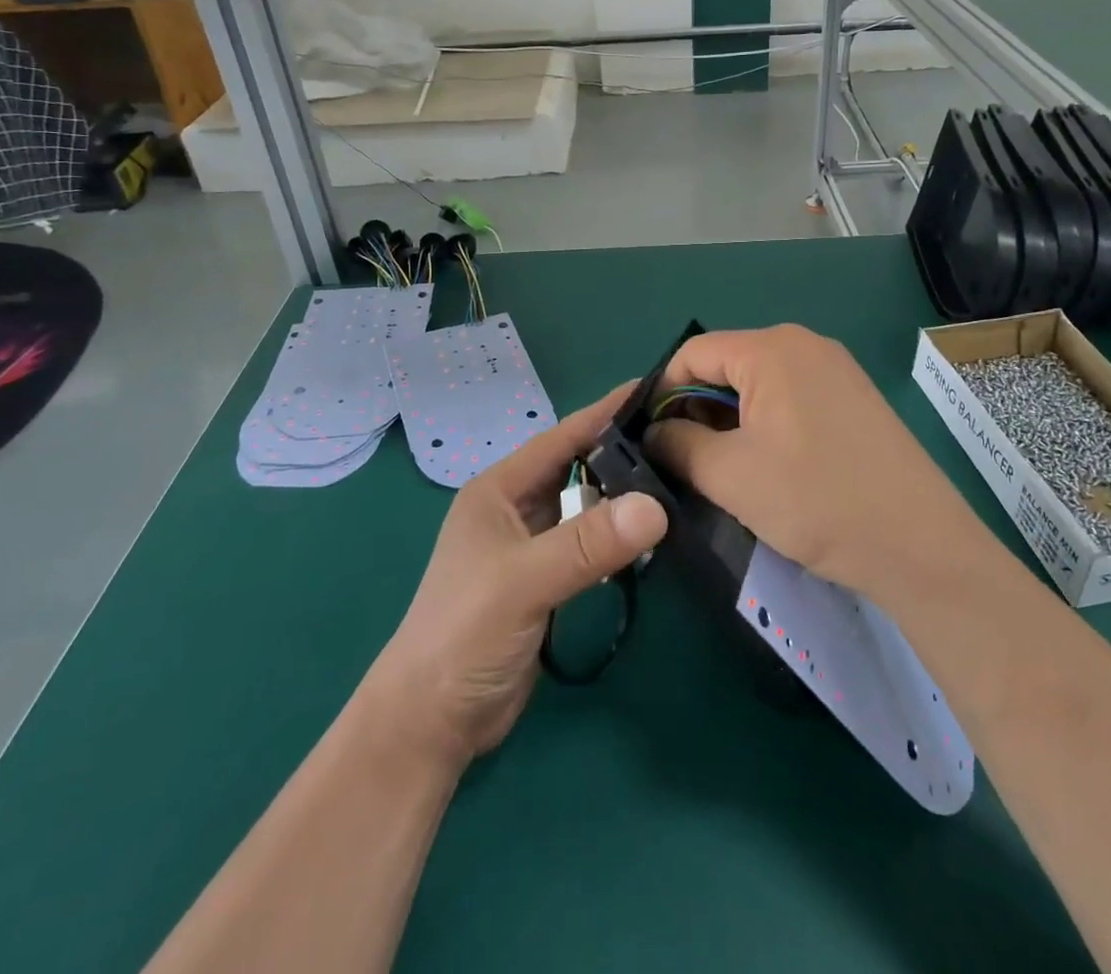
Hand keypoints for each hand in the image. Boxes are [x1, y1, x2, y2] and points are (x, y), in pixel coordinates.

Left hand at [364, 384, 667, 767]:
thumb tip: (656, 506)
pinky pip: (586, 545)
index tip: (650, 390)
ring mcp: (528, 547)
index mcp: (497, 490)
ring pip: (582, 507)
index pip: (559, 438)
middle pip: (574, 468)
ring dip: (619, 498)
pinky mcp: (543, 582)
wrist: (432, 721)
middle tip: (677, 440)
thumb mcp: (523, 581)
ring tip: (675, 481)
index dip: (602, 413)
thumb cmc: (464, 633)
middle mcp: (513, 510)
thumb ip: (586, 544)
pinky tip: (647, 538)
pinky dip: (614, 538)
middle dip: (619, 453)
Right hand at [646, 325, 976, 597]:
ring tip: (722, 470)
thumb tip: (653, 434)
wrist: (920, 544)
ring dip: (729, 422)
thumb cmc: (816, 500)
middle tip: (683, 461)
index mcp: (771, 349)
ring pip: (758, 385)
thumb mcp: (730, 474)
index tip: (649, 438)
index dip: (662, 392)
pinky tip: (767, 468)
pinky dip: (765, 425)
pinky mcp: (854, 398)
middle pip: (726, 366)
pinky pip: (791, 398)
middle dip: (696, 410)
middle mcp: (804, 345)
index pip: (693, 354)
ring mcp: (835, 370)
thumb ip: (678, 445)